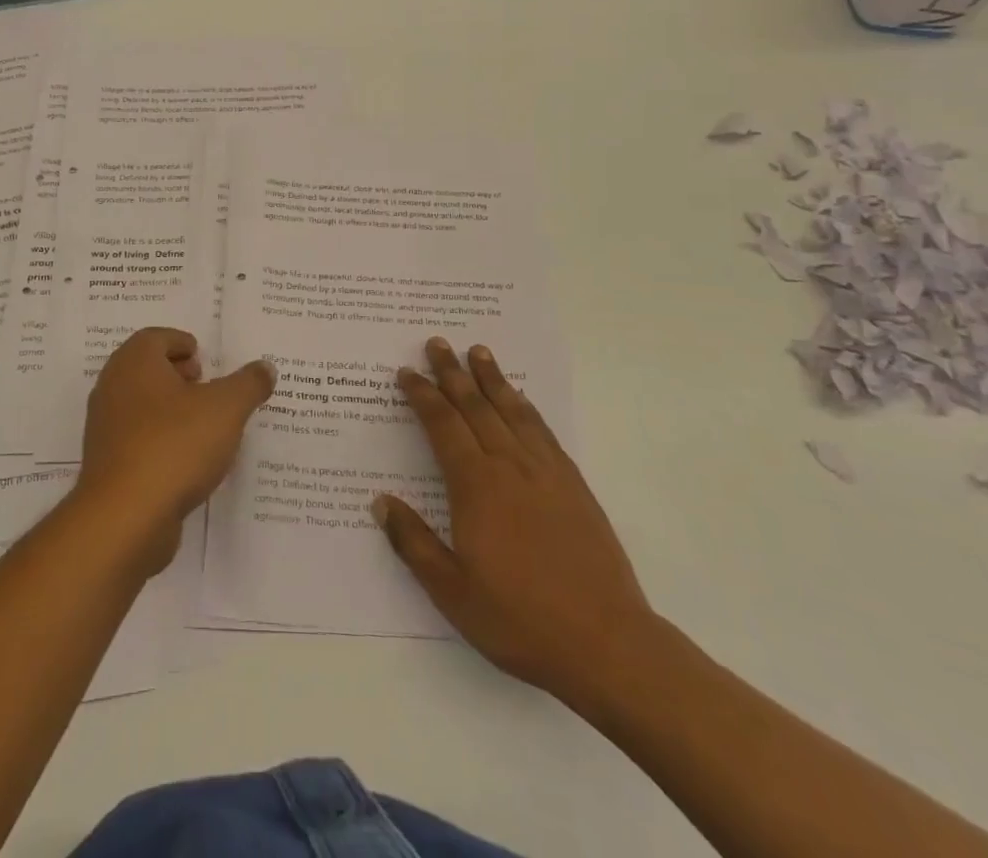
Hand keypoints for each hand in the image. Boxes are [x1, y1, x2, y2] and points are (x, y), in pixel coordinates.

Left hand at [77, 327, 275, 569]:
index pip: (155, 337)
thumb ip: (248, 384)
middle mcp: (112, 387)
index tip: (204, 357)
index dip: (181, 342)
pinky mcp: (107, 464)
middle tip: (205, 385)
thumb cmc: (175, 445)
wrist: (125, 516)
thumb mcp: (227, 408)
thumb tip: (265, 367)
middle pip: (145, 369)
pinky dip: (160, 440)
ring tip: (203, 425)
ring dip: (169, 409)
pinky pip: (137, 439)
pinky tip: (187, 460)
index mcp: (135, 362)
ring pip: (140, 405)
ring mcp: (105, 428)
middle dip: (176, 374)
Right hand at [374, 338, 655, 709]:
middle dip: (453, 373)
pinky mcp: (574, 486)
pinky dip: (526, 407)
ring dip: (492, 378)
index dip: (423, 396)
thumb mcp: (452, 592)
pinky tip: (520, 399)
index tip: (407, 372)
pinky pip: (543, 431)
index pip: (443, 426)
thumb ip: (413, 542)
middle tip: (437, 343)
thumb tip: (380, 502)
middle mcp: (510, 467)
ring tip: (478, 351)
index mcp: (476, 487)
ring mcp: (546, 473)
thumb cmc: (520, 620)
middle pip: (476, 407)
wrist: (608, 644)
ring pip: (512, 411)